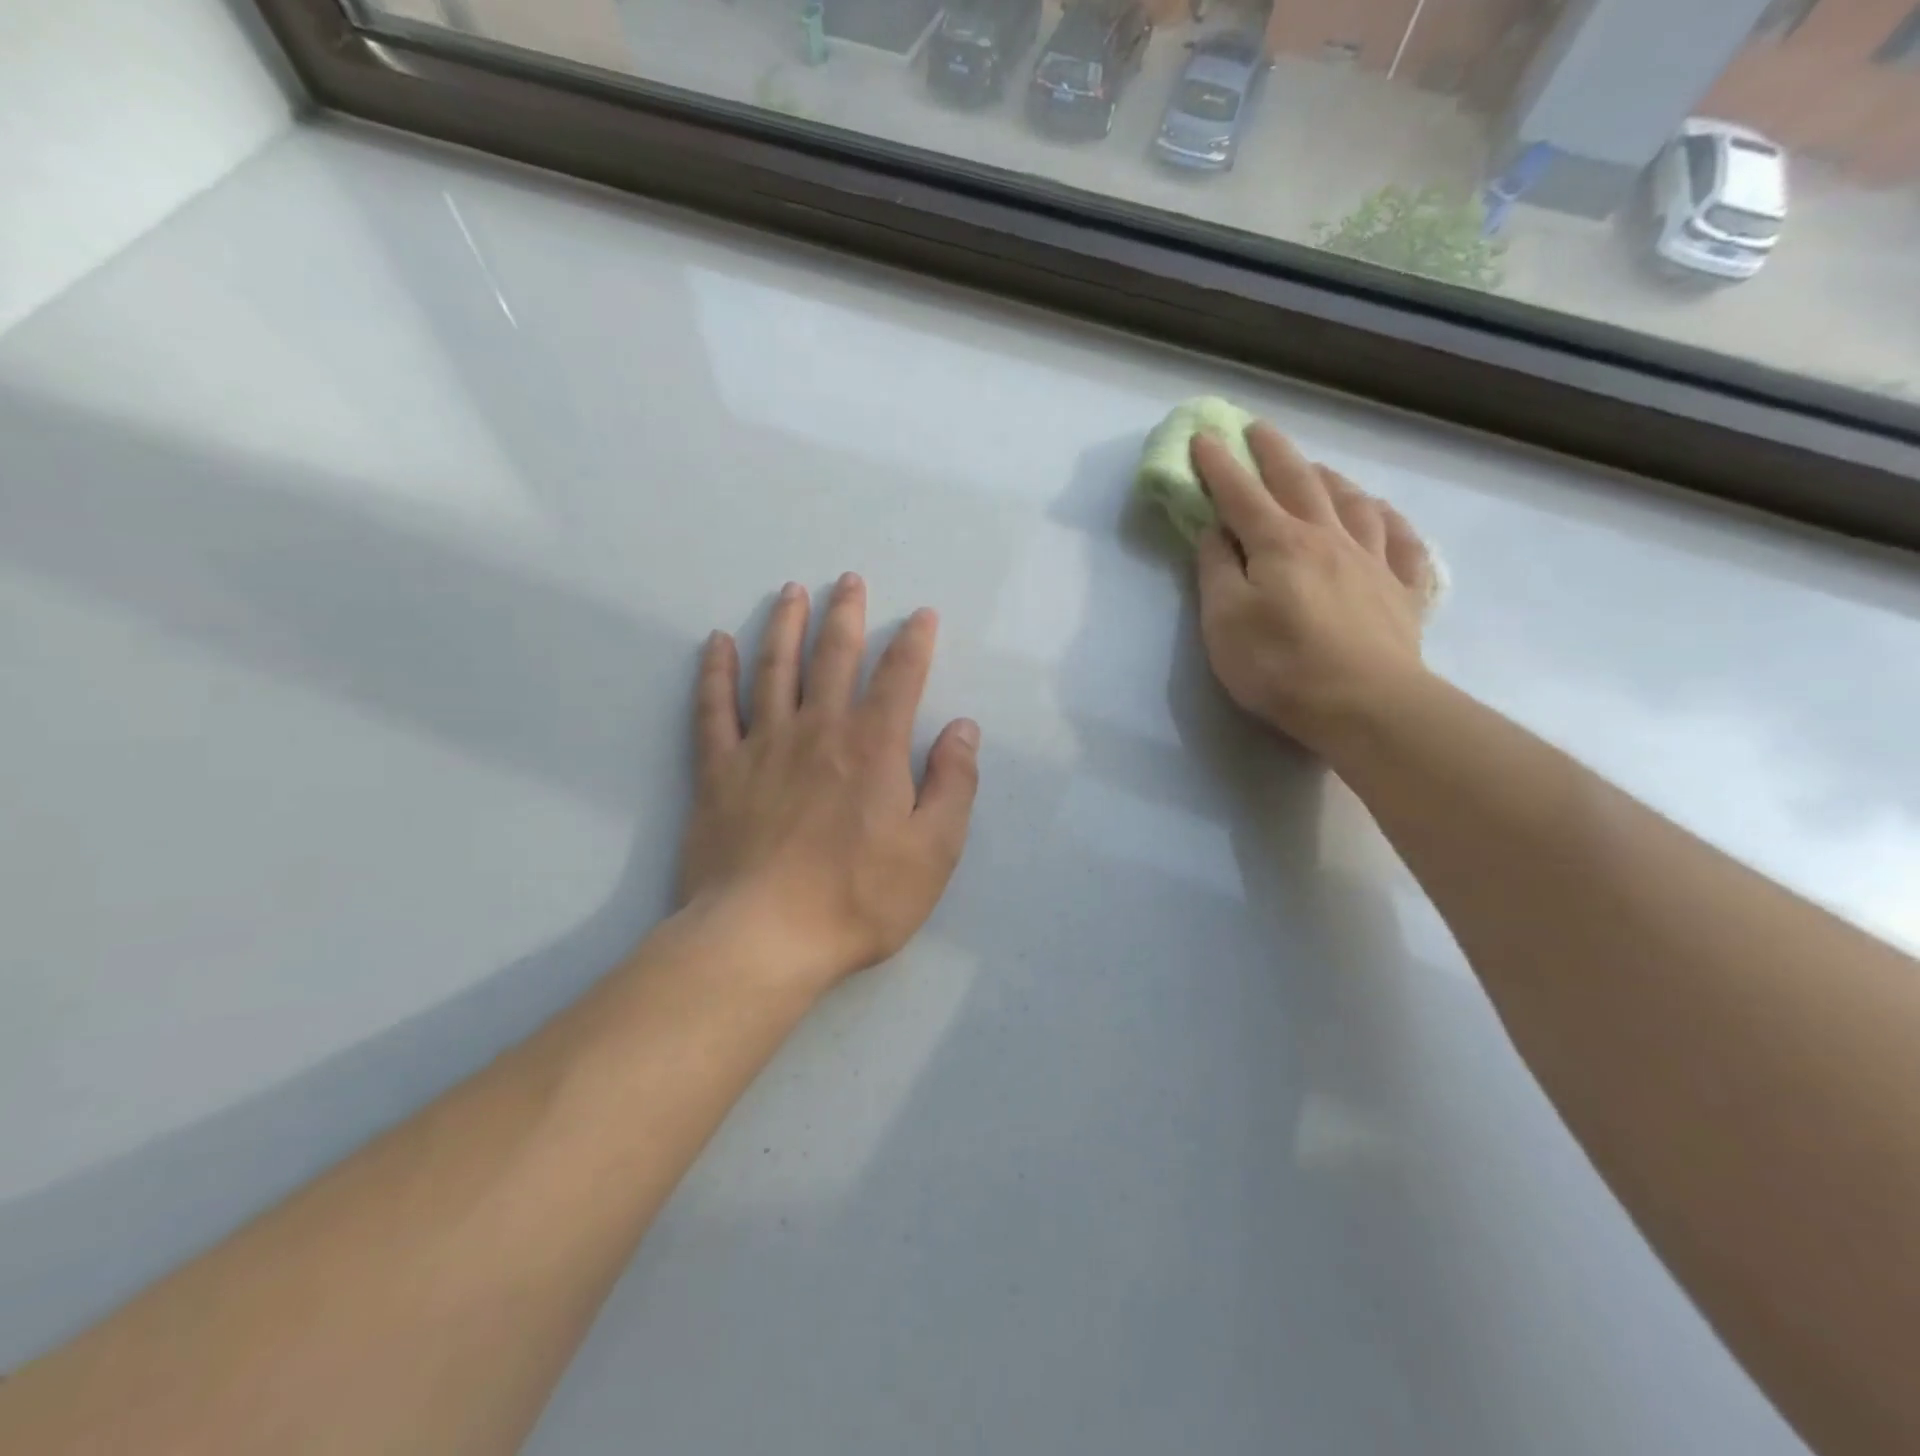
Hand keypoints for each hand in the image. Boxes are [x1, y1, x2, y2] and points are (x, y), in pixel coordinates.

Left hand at [679, 574, 979, 994]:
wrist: (764, 937)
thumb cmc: (859, 898)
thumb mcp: (933, 850)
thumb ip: (953, 784)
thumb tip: (962, 728)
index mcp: (873, 747)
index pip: (899, 677)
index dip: (913, 642)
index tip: (921, 614)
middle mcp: (817, 730)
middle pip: (833, 657)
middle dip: (846, 616)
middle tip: (849, 581)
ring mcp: (762, 746)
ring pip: (774, 669)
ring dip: (785, 626)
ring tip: (792, 592)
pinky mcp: (717, 771)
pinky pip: (712, 709)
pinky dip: (714, 672)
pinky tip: (717, 642)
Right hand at [1191, 422, 1435, 755]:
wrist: (1365, 705)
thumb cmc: (1280, 665)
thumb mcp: (1224, 621)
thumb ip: (1216, 571)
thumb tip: (1215, 531)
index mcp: (1279, 543)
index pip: (1241, 494)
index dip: (1219, 465)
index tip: (1203, 436)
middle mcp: (1328, 538)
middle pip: (1299, 482)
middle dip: (1274, 452)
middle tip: (1258, 429)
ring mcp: (1373, 561)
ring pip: (1353, 503)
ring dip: (1330, 478)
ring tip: (1317, 469)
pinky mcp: (1403, 592)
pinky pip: (1402, 542)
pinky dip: (1390, 521)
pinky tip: (1382, 515)